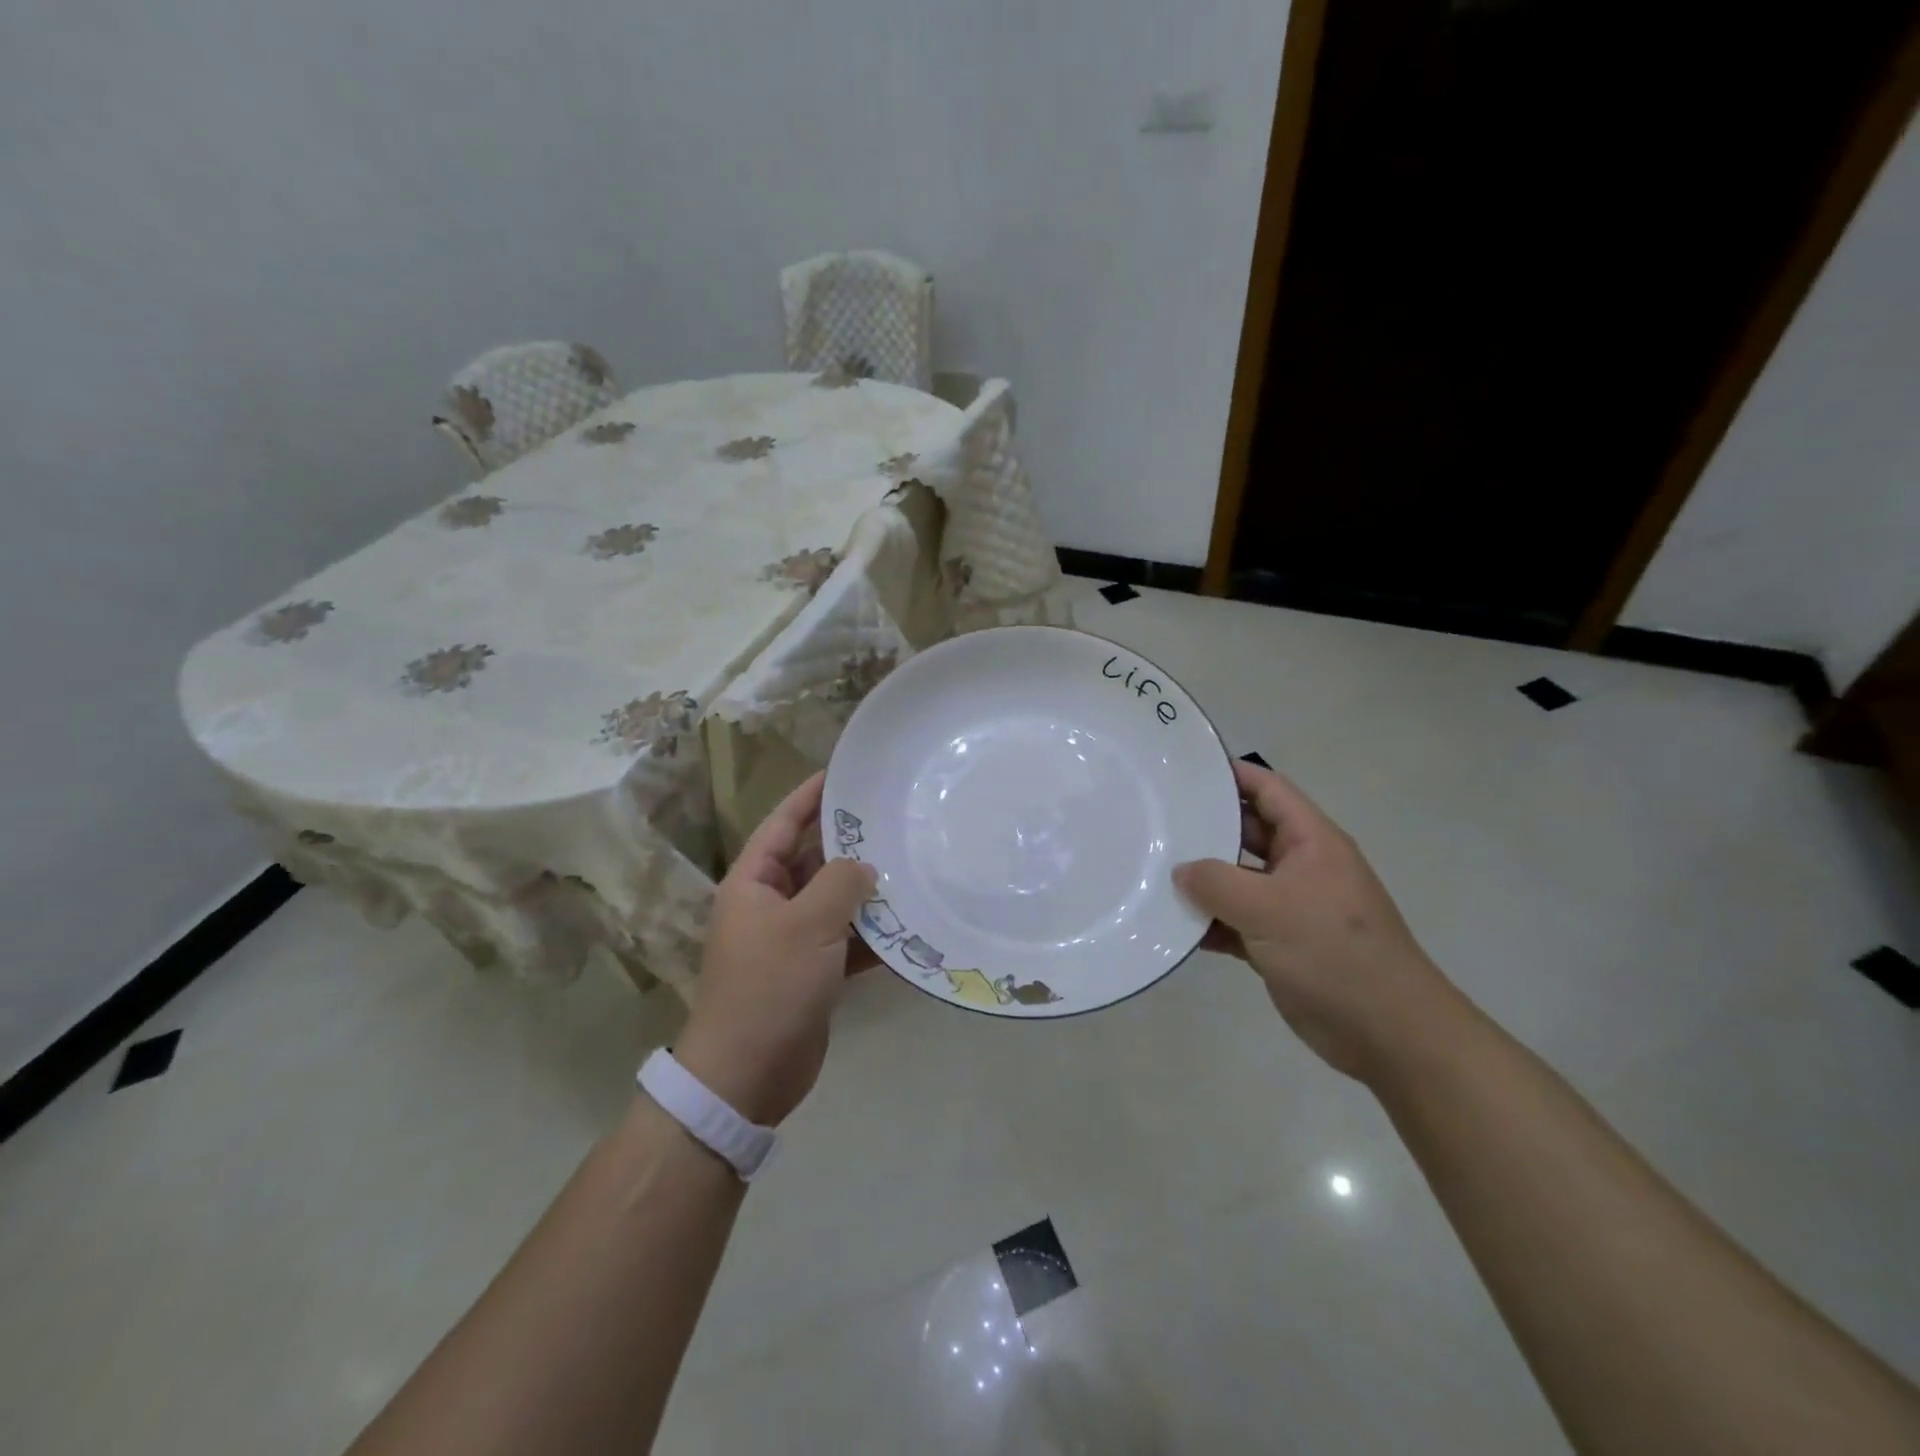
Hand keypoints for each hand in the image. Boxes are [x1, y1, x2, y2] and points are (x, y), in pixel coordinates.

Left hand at [673, 773, 876, 1125]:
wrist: (747, 1074)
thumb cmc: (770, 987)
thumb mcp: (807, 924)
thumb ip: (840, 883)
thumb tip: (864, 864)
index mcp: (754, 883)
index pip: (782, 824)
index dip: (810, 796)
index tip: (843, 773)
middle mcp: (770, 905)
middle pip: (812, 861)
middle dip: (849, 844)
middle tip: (894, 820)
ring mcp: (791, 940)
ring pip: (833, 902)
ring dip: (866, 892)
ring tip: (911, 866)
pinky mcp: (811, 972)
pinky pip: (845, 941)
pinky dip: (871, 936)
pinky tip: (908, 927)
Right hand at [1174, 760, 1458, 1081]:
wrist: (1388, 1033)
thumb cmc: (1334, 954)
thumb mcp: (1269, 909)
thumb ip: (1217, 883)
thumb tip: (1181, 871)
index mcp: (1311, 842)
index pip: (1268, 790)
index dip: (1232, 774)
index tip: (1185, 769)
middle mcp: (1301, 866)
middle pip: (1247, 833)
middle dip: (1206, 827)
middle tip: (1156, 821)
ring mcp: (1291, 907)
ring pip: (1238, 880)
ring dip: (1203, 880)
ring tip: (1153, 871)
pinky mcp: (1281, 944)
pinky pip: (1237, 922)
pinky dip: (1210, 923)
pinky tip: (1174, 926)